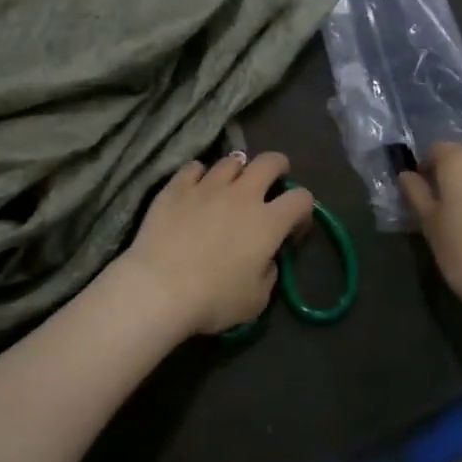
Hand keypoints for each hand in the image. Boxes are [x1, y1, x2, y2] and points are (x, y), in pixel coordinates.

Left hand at [118, 152, 314, 337]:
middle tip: (272, 182)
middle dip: (277, 167)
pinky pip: (193, 167)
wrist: (158, 289)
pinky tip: (195, 188)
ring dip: (237, 171)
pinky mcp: (176, 187)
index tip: (292, 227)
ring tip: (230, 186)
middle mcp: (242, 195)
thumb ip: (268, 273)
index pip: (301, 198)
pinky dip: (199, 175)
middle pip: (270, 161)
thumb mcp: (256, 300)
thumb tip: (265, 258)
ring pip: (231, 161)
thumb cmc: (212, 300)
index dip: (303, 210)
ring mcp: (207, 186)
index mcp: (268, 222)